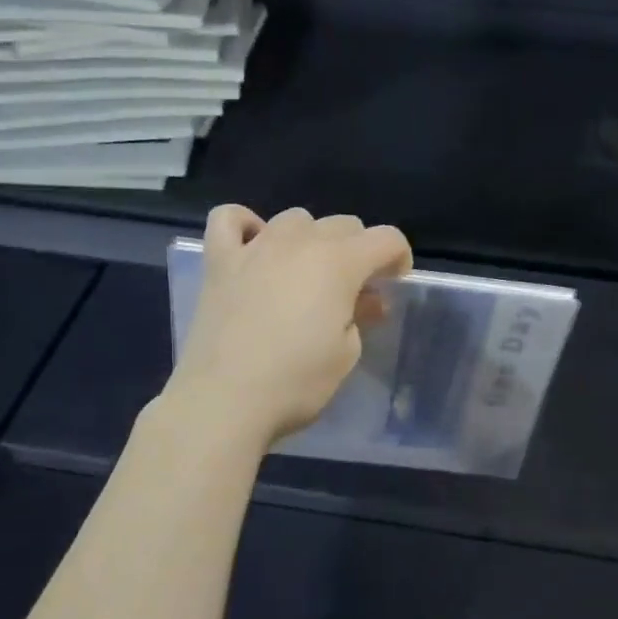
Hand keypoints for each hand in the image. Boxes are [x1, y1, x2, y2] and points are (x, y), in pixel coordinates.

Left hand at [166, 205, 412, 449]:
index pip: (386, 238)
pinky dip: (245, 225)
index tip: (394, 281)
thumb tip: (365, 300)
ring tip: (304, 274)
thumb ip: (359, 316)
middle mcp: (299, 242)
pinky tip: (253, 248)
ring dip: (309, 239)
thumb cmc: (295, 382)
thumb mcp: (345, 355)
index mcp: (339, 263)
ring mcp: (255, 247)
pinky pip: (228, 218)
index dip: (398, 256)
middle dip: (357, 249)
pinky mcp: (219, 262)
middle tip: (352, 289)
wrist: (224, 399)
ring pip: (294, 219)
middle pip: (342, 224)